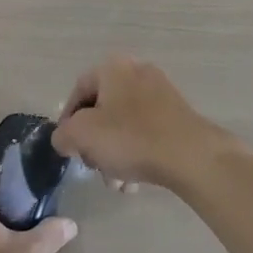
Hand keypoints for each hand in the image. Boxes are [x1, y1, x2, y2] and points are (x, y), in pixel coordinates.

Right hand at [52, 56, 232, 189]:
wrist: (190, 155)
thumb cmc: (130, 138)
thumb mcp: (82, 135)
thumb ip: (63, 134)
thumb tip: (64, 138)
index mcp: (112, 68)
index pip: (78, 90)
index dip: (68, 121)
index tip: (69, 148)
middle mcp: (136, 72)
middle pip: (102, 110)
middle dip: (94, 143)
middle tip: (94, 167)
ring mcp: (160, 92)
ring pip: (124, 125)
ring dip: (114, 155)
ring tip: (116, 184)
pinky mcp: (176, 114)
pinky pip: (145, 132)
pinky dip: (136, 154)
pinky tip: (135, 182)